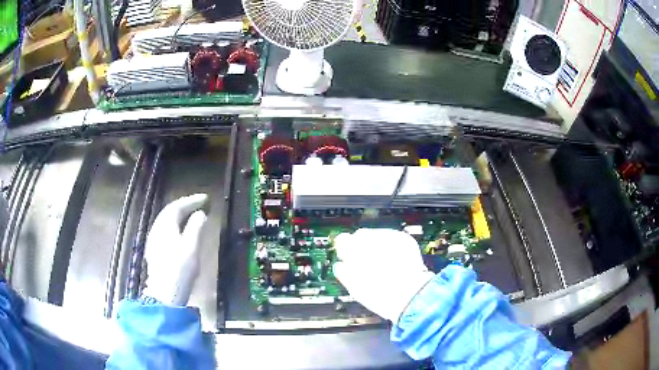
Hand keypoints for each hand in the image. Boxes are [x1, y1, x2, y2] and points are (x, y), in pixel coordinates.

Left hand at [142, 194, 207, 305]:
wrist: (165, 293)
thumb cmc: (180, 269)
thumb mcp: (192, 247)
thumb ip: (196, 227)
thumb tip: (200, 214)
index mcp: (165, 225)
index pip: (178, 206)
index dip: (192, 200)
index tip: (205, 199)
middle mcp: (157, 228)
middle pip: (170, 211)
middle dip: (184, 206)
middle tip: (199, 205)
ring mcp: (154, 240)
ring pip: (166, 221)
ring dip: (179, 216)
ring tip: (191, 216)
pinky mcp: (154, 250)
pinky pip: (164, 230)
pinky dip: (174, 225)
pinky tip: (180, 232)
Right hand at [333, 229, 434, 321]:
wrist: (409, 294)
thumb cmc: (380, 294)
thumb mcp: (354, 287)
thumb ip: (344, 271)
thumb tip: (340, 265)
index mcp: (354, 248)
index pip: (343, 240)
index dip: (345, 250)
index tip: (347, 258)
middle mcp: (371, 238)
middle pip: (361, 235)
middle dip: (362, 247)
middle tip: (366, 264)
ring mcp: (390, 237)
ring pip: (378, 236)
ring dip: (378, 246)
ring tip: (383, 265)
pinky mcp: (405, 240)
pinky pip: (393, 240)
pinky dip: (392, 248)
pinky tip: (395, 262)